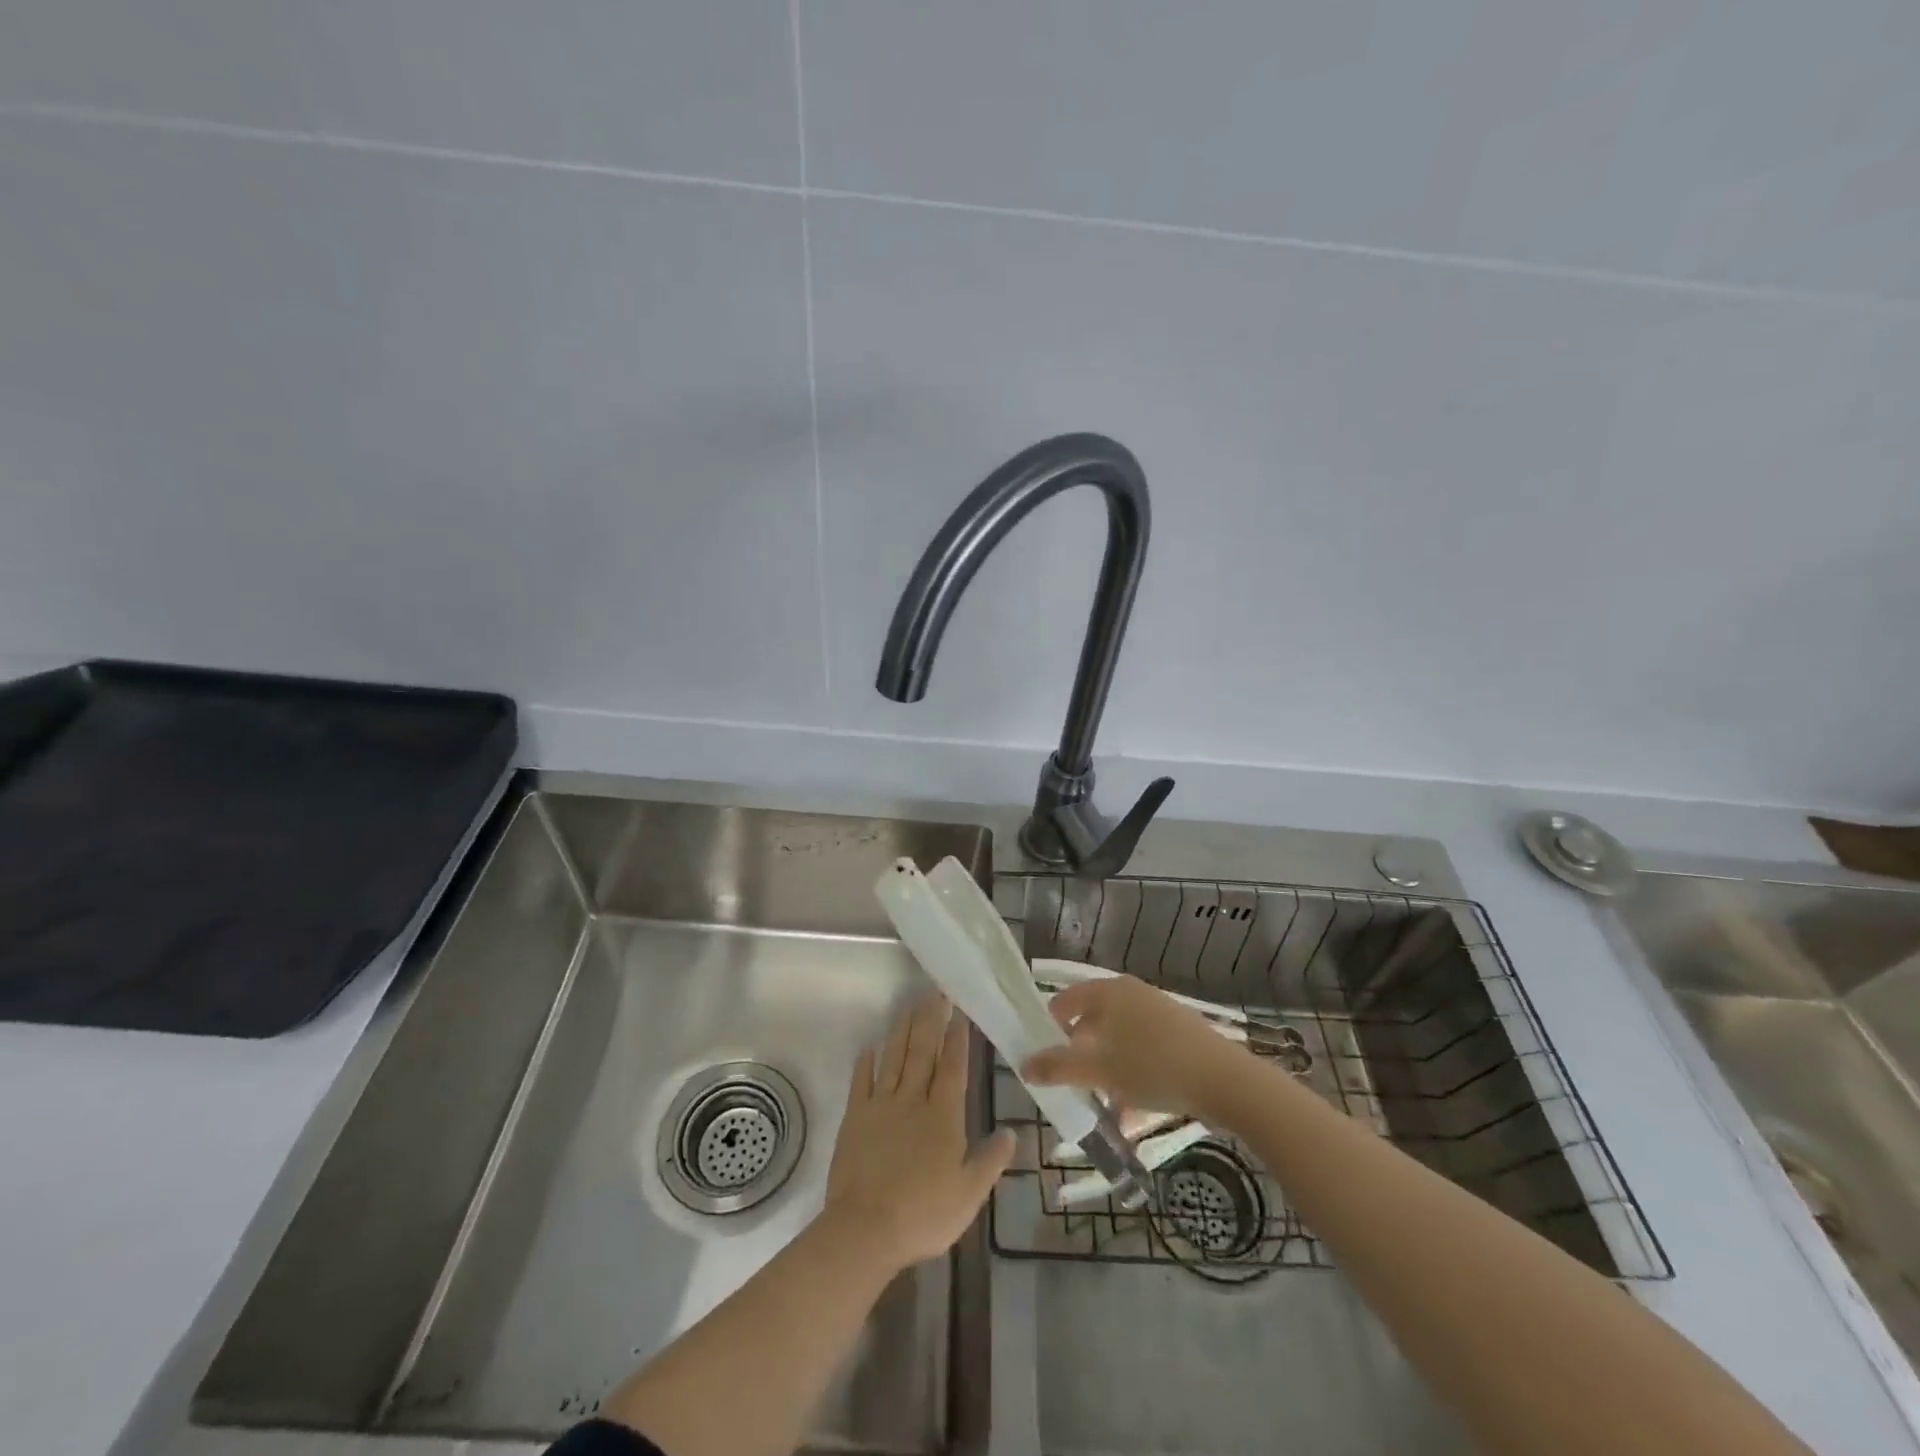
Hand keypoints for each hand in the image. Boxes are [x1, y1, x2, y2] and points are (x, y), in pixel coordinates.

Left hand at [823, 996, 1014, 1272]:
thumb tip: (1012, 1132)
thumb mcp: (969, 1194)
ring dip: (902, 1030)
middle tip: (936, 992)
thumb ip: (990, 1160)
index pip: (953, 1066)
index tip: (960, 1011)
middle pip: (923, 1051)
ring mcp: (881, 1105)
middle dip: (931, 1019)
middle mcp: (913, 1100)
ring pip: (894, 1057)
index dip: (957, 1037)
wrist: (865, 1228)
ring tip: (910, 1005)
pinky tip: (871, 1045)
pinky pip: (861, 1080)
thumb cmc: (923, 1214)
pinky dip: (867, 1061)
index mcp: (943, 1115)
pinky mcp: (855, 1116)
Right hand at [1024, 974, 1246, 1119]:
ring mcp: (1158, 1014)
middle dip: (1078, 1055)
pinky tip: (1129, 1113)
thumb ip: (1058, 1067)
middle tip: (1067, 1083)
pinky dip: (1130, 1077)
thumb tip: (1024, 1065)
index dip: (1049, 1025)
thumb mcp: (1099, 1070)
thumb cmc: (1153, 1066)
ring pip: (1118, 1041)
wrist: (1225, 1081)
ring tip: (1097, 1105)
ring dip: (1104, 1071)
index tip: (1040, 1055)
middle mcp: (1132, 994)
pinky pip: (1142, 1053)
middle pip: (1093, 1021)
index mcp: (1109, 991)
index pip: (1067, 999)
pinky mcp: (1179, 1037)